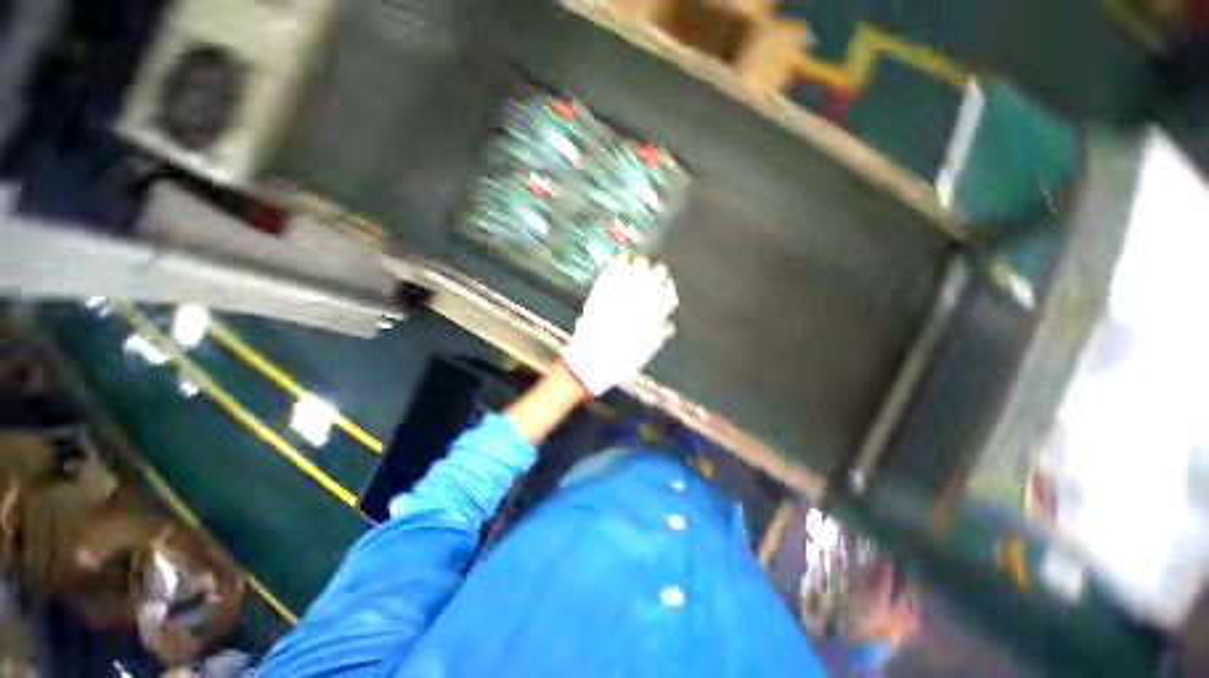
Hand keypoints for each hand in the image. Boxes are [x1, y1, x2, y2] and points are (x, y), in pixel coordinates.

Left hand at [560, 256, 678, 396]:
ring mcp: (608, 308)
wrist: (585, 368)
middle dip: (653, 277)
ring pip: (625, 284)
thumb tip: (669, 326)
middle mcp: (626, 313)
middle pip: (643, 289)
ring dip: (634, 271)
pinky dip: (611, 274)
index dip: (665, 291)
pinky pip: (604, 286)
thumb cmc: (615, 366)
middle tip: (658, 267)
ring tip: (639, 261)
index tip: (669, 283)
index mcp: (641, 325)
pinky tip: (616, 265)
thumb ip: (656, 339)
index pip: (658, 303)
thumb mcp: (640, 357)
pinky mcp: (593, 305)